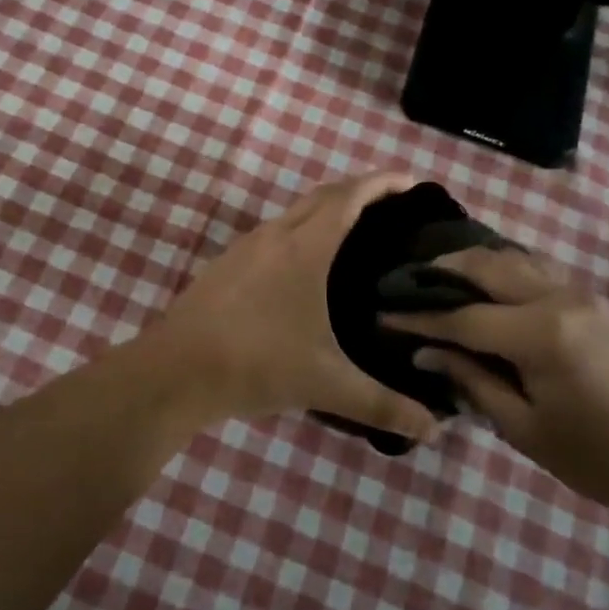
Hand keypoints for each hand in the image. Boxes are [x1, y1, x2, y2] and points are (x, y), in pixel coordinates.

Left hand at [145, 174, 441, 443]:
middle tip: (392, 206)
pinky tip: (304, 267)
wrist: (175, 370)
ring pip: (293, 213)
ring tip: (354, 233)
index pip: (349, 197)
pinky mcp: (225, 265)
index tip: (411, 180)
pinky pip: (272, 233)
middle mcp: (274, 235)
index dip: (382, 182)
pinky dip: (299, 231)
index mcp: (304, 248)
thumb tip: (433, 429)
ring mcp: (244, 247)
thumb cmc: (257, 364)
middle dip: (358, 191)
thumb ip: (382, 404)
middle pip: (322, 196)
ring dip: (325, 210)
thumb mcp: (326, 384)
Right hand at [383, 248, 608, 517]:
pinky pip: (536, 267)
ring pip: (514, 257)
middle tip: (407, 281)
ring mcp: (578, 294)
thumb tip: (426, 353)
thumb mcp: (524, 428)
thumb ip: (472, 381)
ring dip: (474, 261)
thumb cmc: (598, 456)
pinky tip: (486, 281)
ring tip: (439, 273)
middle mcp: (557, 299)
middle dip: (443, 269)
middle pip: (487, 266)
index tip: (383, 315)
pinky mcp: (590, 300)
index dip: (420, 318)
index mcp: (539, 335)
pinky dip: (503, 266)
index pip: (463, 317)